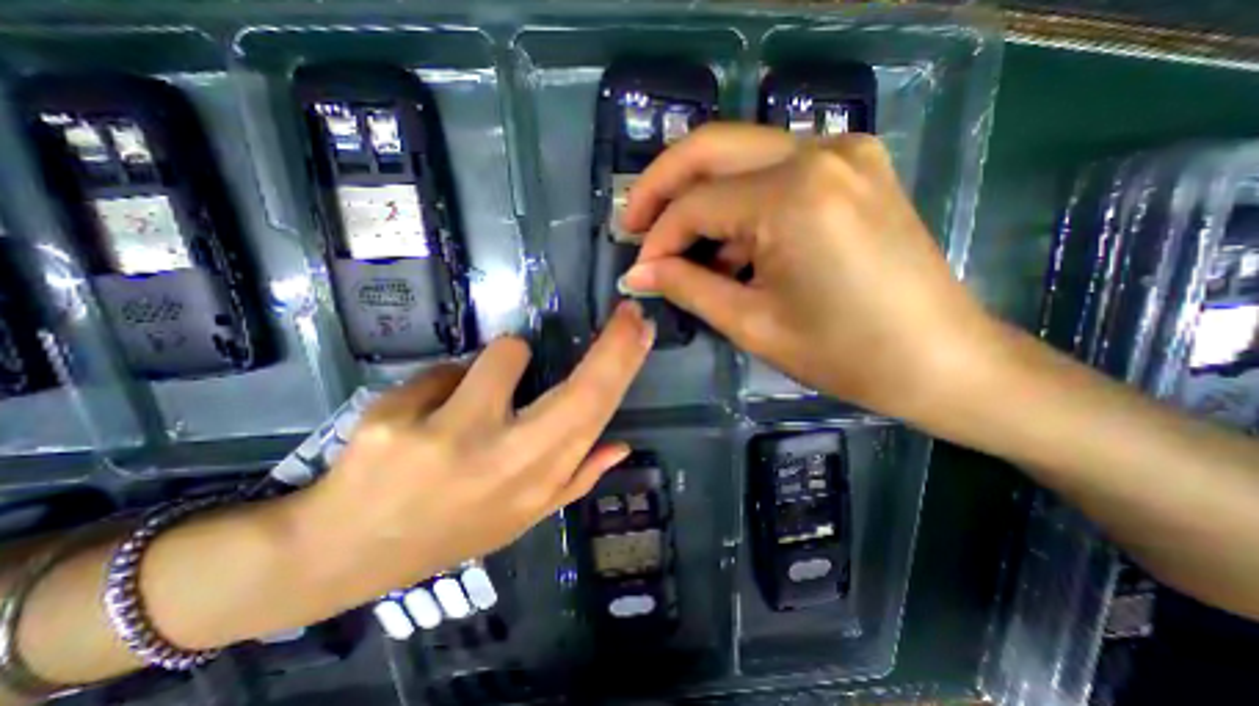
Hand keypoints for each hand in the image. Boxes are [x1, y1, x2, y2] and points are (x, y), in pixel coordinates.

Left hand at [290, 300, 653, 606]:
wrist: (345, 552)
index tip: (640, 328)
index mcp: (536, 482)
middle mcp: (503, 461)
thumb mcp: (520, 517)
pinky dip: (446, 383)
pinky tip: (423, 416)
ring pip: (504, 354)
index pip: (595, 414)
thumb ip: (576, 479)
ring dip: (500, 363)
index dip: (623, 366)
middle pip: (578, 390)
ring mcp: (447, 438)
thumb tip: (620, 445)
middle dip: (612, 344)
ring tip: (474, 396)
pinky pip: (446, 369)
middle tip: (627, 315)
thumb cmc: (450, 530)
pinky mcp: (394, 419)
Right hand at [622, 120, 1003, 417]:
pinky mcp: (853, 167)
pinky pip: (773, 171)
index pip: (695, 204)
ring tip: (681, 247)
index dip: (657, 239)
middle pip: (710, 147)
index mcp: (792, 196)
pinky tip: (730, 245)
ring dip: (700, 196)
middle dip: (660, 186)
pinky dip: (739, 203)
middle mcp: (818, 152)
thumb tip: (637, 272)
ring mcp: (843, 151)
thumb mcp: (752, 324)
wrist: (941, 360)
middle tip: (633, 224)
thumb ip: (687, 287)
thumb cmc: (844, 353)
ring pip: (740, 155)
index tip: (639, 271)